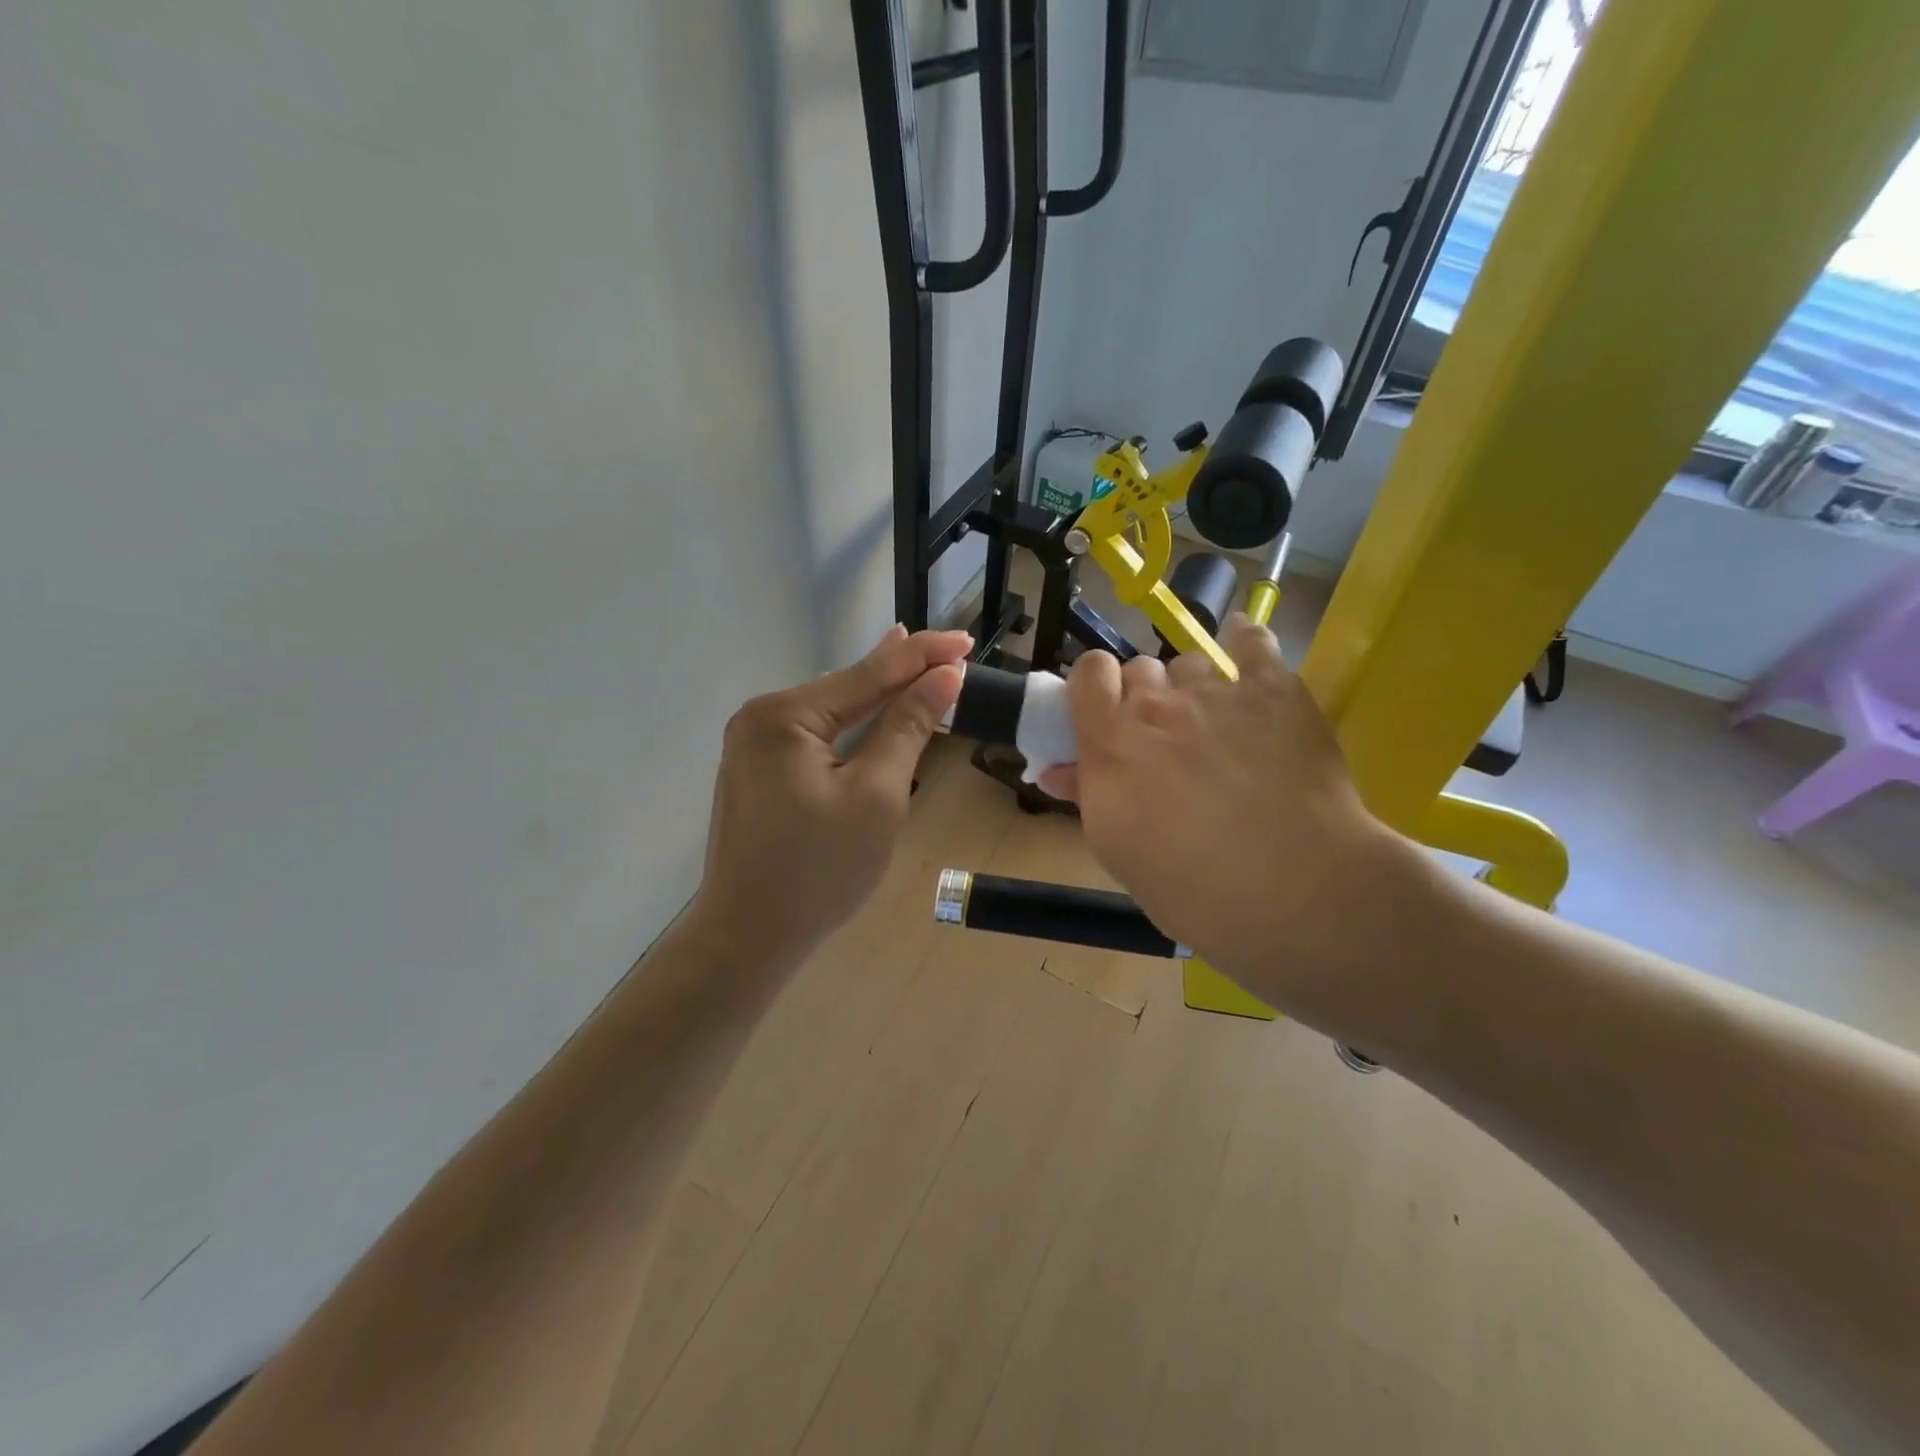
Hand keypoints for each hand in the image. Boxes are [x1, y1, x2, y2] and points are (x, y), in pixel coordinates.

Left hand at [684, 625, 970, 969]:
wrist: (748, 938)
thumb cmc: (819, 871)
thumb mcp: (877, 795)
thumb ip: (908, 727)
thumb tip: (944, 676)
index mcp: (785, 715)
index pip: (869, 673)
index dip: (923, 656)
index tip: (967, 640)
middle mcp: (761, 718)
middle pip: (847, 687)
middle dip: (901, 671)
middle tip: (952, 650)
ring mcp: (754, 746)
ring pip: (832, 712)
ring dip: (878, 696)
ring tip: (916, 664)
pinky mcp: (758, 771)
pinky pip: (816, 736)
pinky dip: (853, 725)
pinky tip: (872, 708)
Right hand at [1038, 617, 1394, 990]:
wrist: (1292, 890)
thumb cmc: (1192, 888)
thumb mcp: (1119, 850)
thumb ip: (1088, 796)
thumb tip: (1056, 772)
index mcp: (1110, 743)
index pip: (1088, 673)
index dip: (1096, 687)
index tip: (1106, 714)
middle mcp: (1157, 706)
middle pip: (1139, 667)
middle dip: (1145, 695)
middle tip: (1164, 737)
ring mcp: (1217, 692)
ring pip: (1192, 662)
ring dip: (1194, 686)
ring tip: (1216, 721)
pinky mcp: (1274, 690)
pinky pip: (1253, 642)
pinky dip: (1246, 642)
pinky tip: (1245, 647)